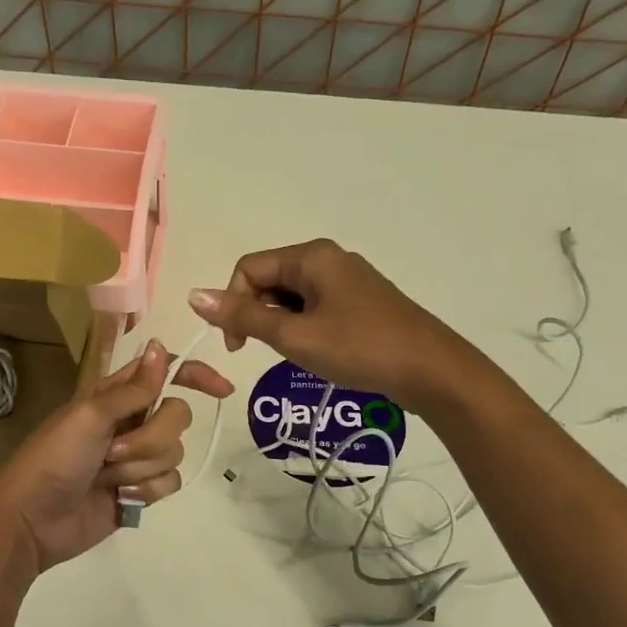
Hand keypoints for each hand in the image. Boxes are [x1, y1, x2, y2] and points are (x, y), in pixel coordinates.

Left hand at [0, 340, 233, 572]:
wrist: (33, 519)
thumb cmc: (54, 459)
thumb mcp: (90, 416)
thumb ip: (133, 388)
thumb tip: (161, 346)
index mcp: (116, 396)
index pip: (166, 374)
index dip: (196, 376)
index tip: (221, 389)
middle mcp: (132, 422)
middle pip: (178, 416)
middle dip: (150, 438)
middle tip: (112, 451)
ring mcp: (137, 458)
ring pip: (175, 453)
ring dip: (141, 467)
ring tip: (107, 478)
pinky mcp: (141, 490)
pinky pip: (170, 483)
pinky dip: (146, 491)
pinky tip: (120, 498)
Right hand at [189, 239, 459, 410]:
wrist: (431, 371)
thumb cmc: (359, 348)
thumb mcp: (294, 336)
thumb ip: (244, 316)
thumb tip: (194, 296)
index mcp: (311, 256)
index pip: (248, 269)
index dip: (233, 305)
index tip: (238, 348)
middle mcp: (328, 258)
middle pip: (270, 279)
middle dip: (259, 315)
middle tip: (270, 352)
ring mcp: (348, 279)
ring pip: (292, 296)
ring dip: (281, 324)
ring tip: (299, 354)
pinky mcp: (361, 301)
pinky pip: (315, 306)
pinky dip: (304, 327)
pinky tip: (319, 352)